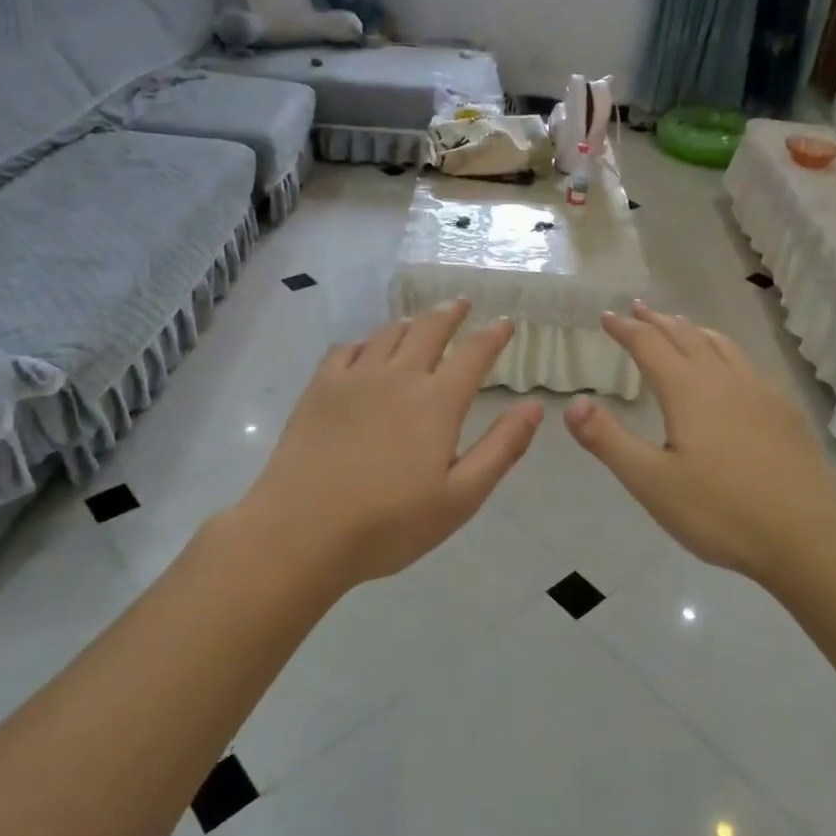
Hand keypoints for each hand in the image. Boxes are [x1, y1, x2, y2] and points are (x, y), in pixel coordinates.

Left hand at [234, 301, 543, 585]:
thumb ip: (501, 448)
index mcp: (437, 402)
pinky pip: (347, 349)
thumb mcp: (461, 497)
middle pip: (429, 330)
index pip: (474, 354)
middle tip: (462, 304)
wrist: (301, 531)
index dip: (493, 335)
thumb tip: (534, 406)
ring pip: (388, 333)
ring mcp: (354, 379)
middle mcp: (398, 377)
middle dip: (451, 313)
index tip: (506, 322)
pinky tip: (365, 350)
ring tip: (419, 321)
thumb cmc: (390, 523)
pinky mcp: (319, 389)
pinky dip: (365, 341)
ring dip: (411, 322)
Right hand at [565, 302, 835, 582]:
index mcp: (689, 391)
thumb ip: (608, 440)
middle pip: (686, 337)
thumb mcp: (651, 482)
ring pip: (722, 346)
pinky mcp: (784, 412)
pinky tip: (730, 372)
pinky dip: (724, 351)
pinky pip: (746, 364)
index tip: (608, 317)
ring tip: (681, 326)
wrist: (810, 536)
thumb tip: (572, 403)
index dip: (626, 329)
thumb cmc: (721, 511)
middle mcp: (725, 380)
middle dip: (658, 321)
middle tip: (639, 309)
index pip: (650, 346)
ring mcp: (761, 393)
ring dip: (694, 331)